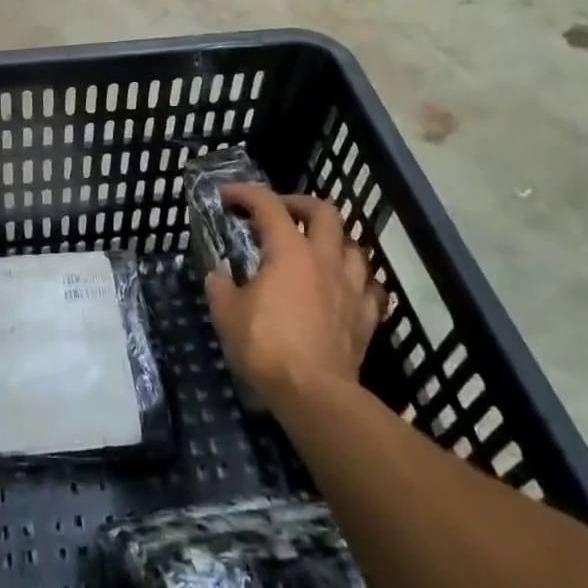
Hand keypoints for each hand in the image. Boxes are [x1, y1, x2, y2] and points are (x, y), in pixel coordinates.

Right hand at [205, 186, 387, 406]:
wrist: (315, 393)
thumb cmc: (266, 346)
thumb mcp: (227, 314)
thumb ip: (221, 288)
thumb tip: (218, 277)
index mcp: (289, 251)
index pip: (267, 205)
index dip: (245, 194)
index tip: (227, 195)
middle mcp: (324, 259)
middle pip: (324, 212)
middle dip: (300, 204)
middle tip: (281, 212)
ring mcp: (351, 287)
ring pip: (353, 246)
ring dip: (334, 240)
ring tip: (316, 249)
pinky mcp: (366, 317)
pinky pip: (370, 288)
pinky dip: (357, 281)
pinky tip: (345, 287)